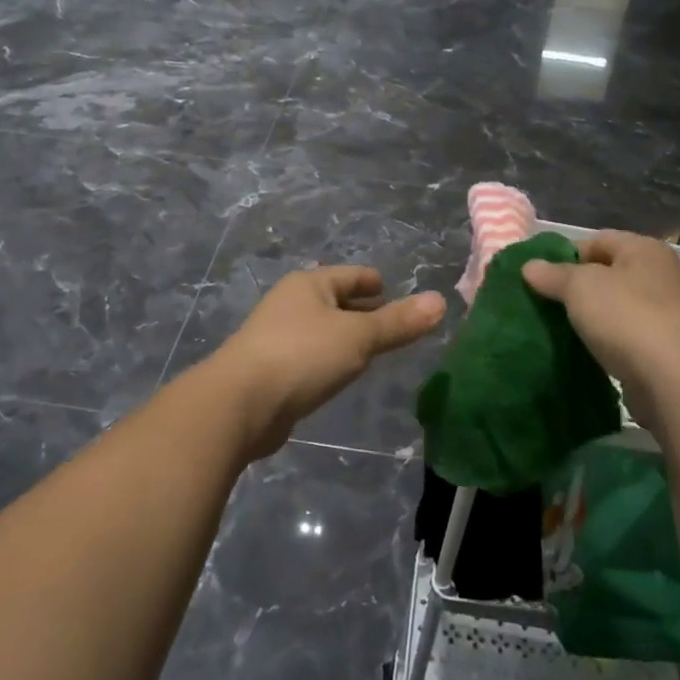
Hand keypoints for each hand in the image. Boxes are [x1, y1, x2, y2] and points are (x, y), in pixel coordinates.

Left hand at [218, 266, 445, 457]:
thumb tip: (440, 301)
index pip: (349, 275)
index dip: (372, 282)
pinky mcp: (269, 370)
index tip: (391, 290)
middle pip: (334, 301)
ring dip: (344, 337)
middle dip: (360, 310)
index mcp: (308, 285)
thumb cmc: (302, 356)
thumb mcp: (359, 337)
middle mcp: (289, 304)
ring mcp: (275, 337)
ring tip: (370, 350)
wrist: (239, 404)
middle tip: (391, 324)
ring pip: (321, 330)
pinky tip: (339, 375)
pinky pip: (308, 356)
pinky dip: (327, 359)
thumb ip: (398, 323)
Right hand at [521, 230, 679, 430]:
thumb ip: (552, 274)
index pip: (597, 240)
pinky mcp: (664, 347)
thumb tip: (529, 266)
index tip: (539, 278)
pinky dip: (604, 340)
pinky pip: (624, 335)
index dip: (565, 255)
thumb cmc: (627, 318)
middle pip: (606, 273)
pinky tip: (584, 351)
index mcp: (644, 250)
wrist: (675, 382)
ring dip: (589, 316)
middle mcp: (660, 275)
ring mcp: (666, 313)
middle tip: (543, 303)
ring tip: (558, 328)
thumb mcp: (580, 287)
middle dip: (574, 287)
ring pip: (614, 306)